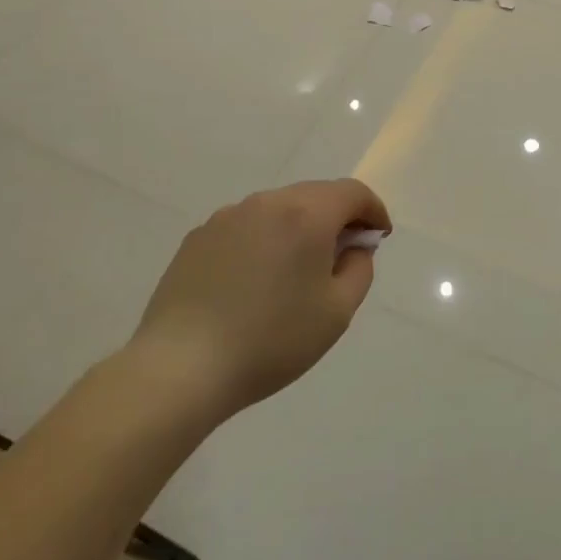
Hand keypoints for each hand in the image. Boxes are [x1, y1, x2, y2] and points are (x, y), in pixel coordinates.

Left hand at [128, 179, 390, 419]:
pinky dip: (263, 240)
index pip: (352, 192)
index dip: (373, 211)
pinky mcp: (198, 237)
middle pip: (315, 195)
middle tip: (342, 256)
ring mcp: (227, 217)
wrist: (181, 367)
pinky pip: (246, 227)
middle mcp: (267, 202)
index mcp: (306, 214)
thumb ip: (358, 269)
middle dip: (337, 217)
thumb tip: (353, 247)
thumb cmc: (271, 340)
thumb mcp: (336, 312)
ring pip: (278, 209)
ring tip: (295, 272)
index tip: (378, 237)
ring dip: (298, 227)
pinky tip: (254, 282)